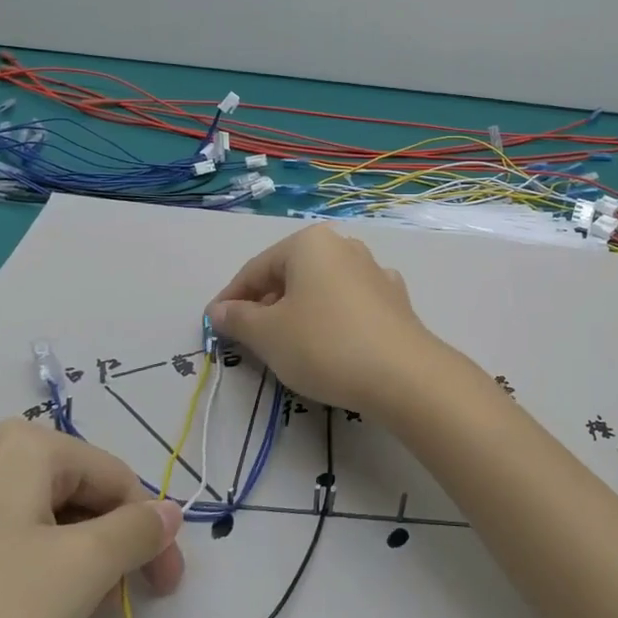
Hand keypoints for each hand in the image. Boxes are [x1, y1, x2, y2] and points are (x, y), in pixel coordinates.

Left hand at [0, 419, 184, 617]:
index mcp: (23, 446)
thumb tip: (169, 512)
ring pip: (19, 525)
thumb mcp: (80, 573)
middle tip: (109, 610)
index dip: (151, 532)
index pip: (116, 478)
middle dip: (101, 549)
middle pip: (67, 496)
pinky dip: (3, 579)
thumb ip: (138, 534)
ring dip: (56, 566)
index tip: (164, 590)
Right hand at [207, 223, 442, 414]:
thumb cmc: (323, 344)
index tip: (215, 326)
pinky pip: (349, 305)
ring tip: (286, 346)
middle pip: (291, 275)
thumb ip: (238, 319)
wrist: (402, 374)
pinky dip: (330, 320)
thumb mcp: (268, 335)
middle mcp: (345, 246)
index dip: (231, 299)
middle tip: (249, 340)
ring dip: (298, 313)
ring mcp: (375, 271)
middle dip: (266, 305)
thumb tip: (219, 310)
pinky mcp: (395, 300)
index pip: (257, 268)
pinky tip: (329, 346)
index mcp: (311, 243)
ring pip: (321, 289)